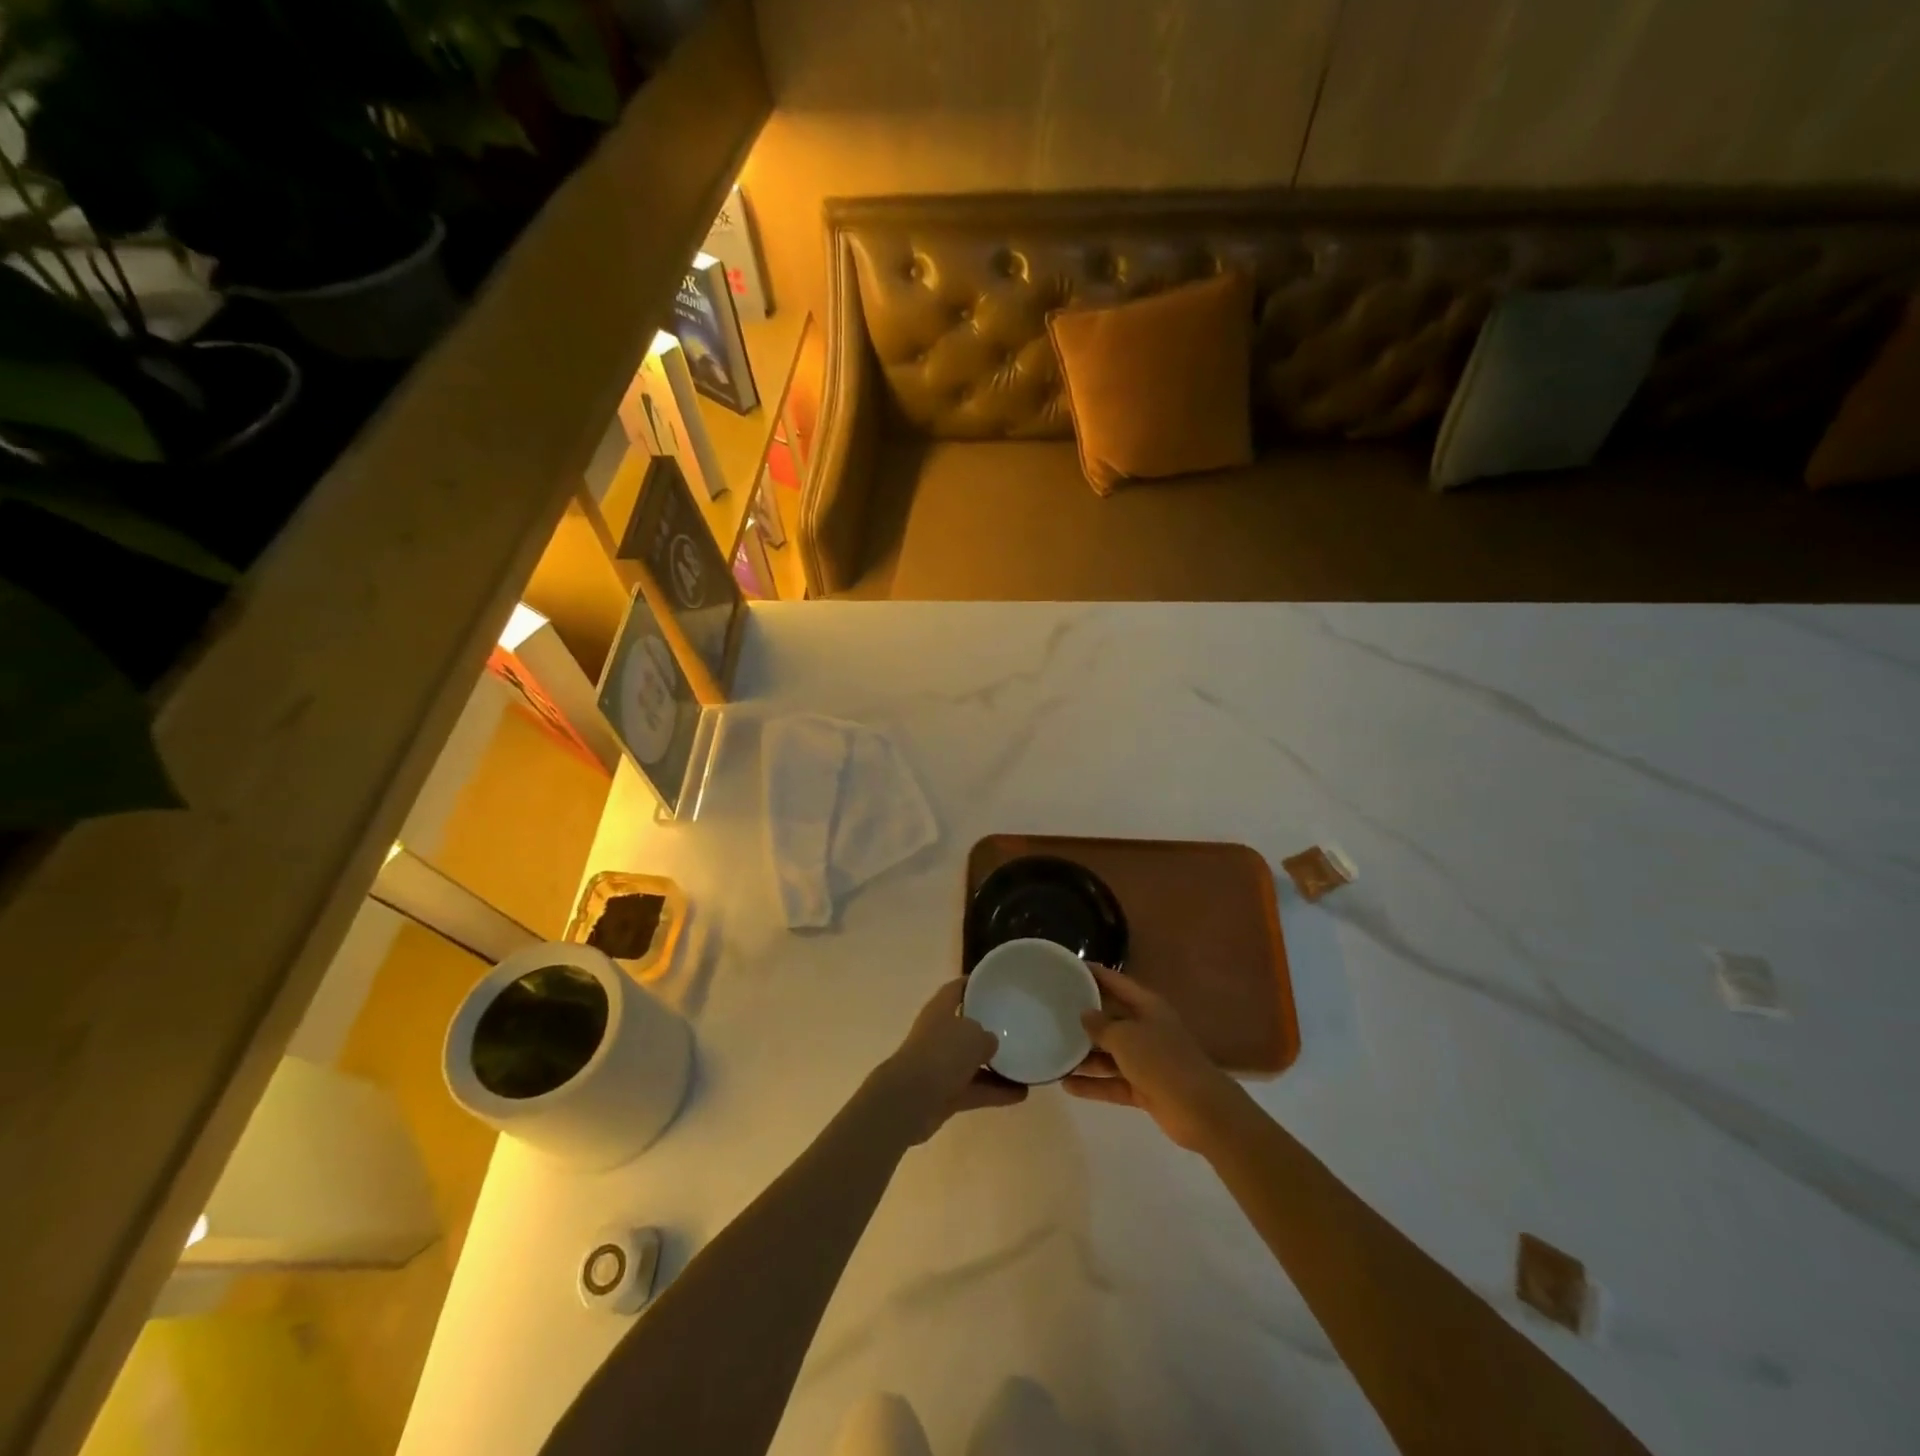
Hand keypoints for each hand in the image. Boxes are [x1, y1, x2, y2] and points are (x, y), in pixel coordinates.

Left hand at [874, 979, 1026, 1143]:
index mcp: (940, 1009)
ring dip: (996, 1065)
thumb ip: (986, 1036)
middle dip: (988, 1028)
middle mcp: (938, 1034)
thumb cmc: (942, 1054)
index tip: (996, 984)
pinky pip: (975, 1088)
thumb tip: (989, 1043)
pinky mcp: (945, 1093)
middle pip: (965, 1026)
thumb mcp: (973, 1035)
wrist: (911, 1100)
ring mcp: (940, 1065)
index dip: (974, 983)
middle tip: (1016, 1027)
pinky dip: (995, 1091)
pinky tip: (1020, 1094)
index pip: (957, 988)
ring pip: (972, 1061)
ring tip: (1025, 1065)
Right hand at [1065, 966, 1244, 1150]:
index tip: (1070, 967)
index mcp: (1147, 1007)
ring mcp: (1147, 1061)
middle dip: (1085, 1018)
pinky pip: (1113, 1082)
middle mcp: (1147, 1029)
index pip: (1117, 983)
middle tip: (1053, 1013)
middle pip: (1112, 1019)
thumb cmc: (1161, 1061)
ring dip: (1085, 1056)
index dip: (1096, 974)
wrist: (1200, 1110)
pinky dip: (1093, 1084)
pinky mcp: (1145, 1088)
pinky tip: (1067, 1085)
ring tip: (1054, 1053)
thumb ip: (1102, 1025)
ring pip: (1110, 1054)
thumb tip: (1085, 1014)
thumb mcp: (1126, 1037)